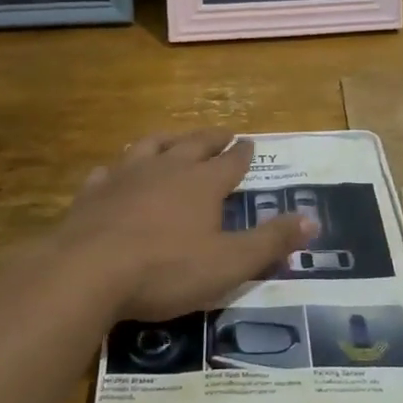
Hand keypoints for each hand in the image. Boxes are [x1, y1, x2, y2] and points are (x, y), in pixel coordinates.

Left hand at [54, 129, 310, 320]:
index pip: (230, 162)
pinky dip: (118, 168)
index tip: (250, 142)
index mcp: (202, 183)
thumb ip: (271, 241)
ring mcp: (125, 176)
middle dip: (211, 138)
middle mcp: (166, 168)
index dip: (243, 154)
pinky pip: (109, 171)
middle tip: (223, 131)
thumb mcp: (230, 263)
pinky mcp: (93, 192)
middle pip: (193, 144)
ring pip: (150, 147)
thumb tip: (314, 219)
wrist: (88, 271)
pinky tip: (115, 172)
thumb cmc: (166, 269)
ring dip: (166, 140)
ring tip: (173, 139)